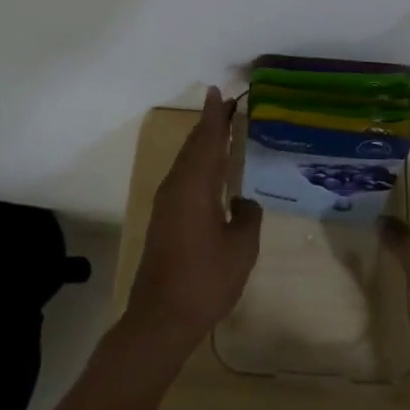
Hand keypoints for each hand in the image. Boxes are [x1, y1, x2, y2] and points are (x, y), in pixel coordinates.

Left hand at [125, 87, 262, 357]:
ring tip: (220, 129)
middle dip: (209, 124)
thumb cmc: (205, 280)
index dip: (214, 115)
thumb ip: (248, 217)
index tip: (219, 92)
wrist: (161, 318)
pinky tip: (210, 171)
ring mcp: (167, 204)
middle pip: (194, 146)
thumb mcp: (241, 249)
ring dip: (202, 143)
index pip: (208, 140)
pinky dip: (197, 163)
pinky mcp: (164, 220)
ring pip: (186, 161)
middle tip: (225, 104)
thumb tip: (243, 201)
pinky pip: (183, 177)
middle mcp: (177, 187)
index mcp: (195, 186)